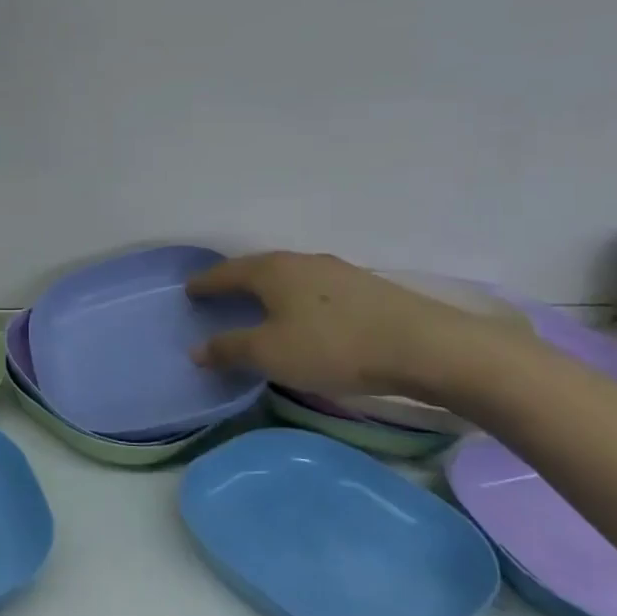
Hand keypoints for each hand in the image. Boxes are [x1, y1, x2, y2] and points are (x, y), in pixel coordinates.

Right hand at [186, 251, 512, 398]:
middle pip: (258, 269)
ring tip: (259, 307)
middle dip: (236, 283)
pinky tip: (305, 317)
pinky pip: (315, 289)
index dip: (205, 283)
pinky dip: (297, 300)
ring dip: (270, 291)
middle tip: (219, 297)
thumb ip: (230, 349)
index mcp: (271, 270)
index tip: (189, 291)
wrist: (427, 347)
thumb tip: (197, 349)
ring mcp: (337, 271)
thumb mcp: (271, 354)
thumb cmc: (334, 346)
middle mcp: (301, 261)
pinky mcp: (365, 288)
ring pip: (289, 278)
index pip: (226, 272)